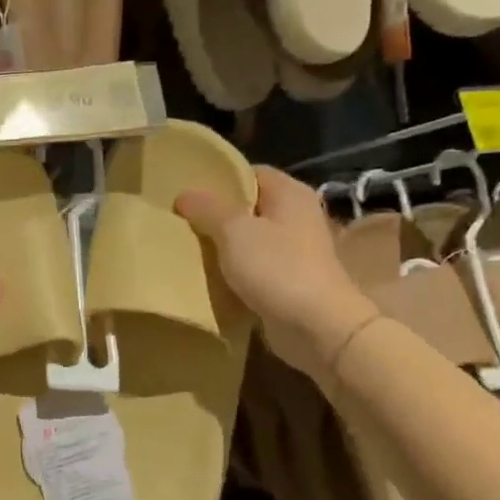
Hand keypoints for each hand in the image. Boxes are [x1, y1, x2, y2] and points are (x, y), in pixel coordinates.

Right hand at [177, 166, 376, 377]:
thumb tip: (185, 194)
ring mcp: (297, 251)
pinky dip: (236, 274)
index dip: (219, 180)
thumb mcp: (234, 231)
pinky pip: (256, 270)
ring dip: (225, 248)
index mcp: (289, 193)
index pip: (250, 173)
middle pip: (250, 208)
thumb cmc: (277, 268)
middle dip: (217, 216)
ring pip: (251, 241)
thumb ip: (208, 208)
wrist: (317, 327)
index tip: (189, 194)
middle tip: (183, 223)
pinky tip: (211, 280)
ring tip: (190, 251)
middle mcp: (297, 216)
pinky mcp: (291, 282)